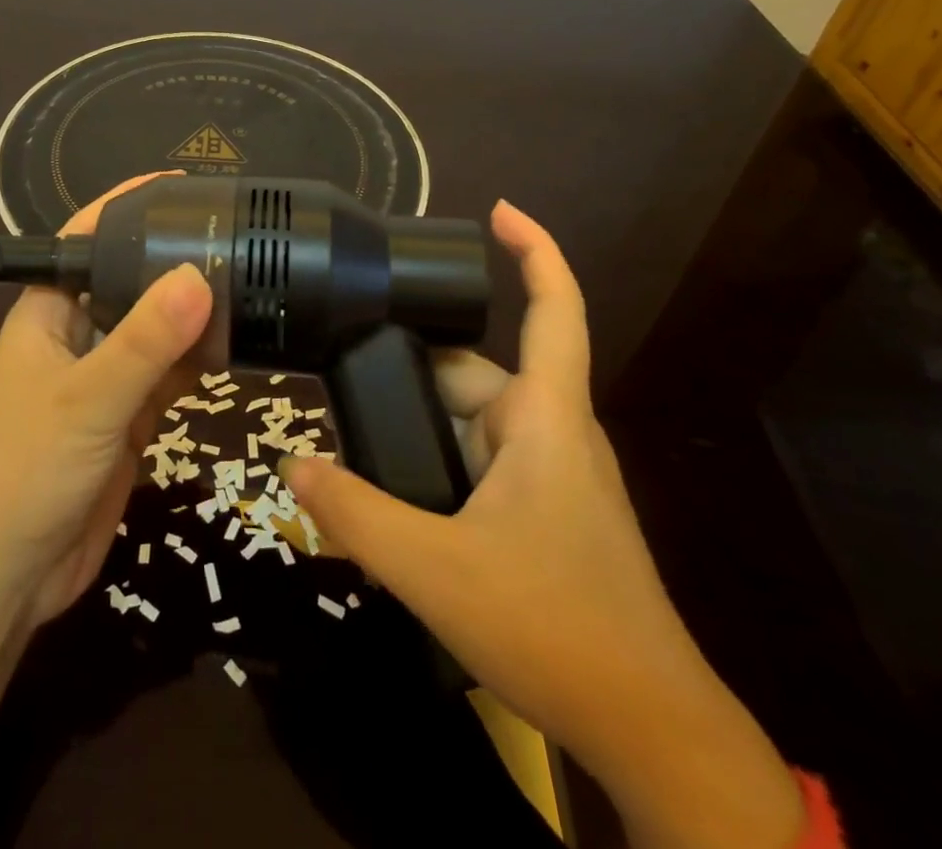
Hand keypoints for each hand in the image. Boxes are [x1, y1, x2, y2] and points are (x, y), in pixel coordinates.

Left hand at [0, 174, 212, 628]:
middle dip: (172, 259)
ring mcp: (103, 378)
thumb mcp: (88, 399)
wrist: (12, 578)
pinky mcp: (126, 416)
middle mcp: (76, 335)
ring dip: (190, 313)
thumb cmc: (28, 472)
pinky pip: (167, 373)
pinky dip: (196, 360)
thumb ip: (144, 342)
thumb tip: (199, 277)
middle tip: (233, 235)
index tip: (179, 188)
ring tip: (246, 281)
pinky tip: (234, 345)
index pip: (85, 239)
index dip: (125, 207)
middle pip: (128, 281)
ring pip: (153, 329)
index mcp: (48, 313)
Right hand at [282, 202, 803, 848]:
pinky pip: (483, 464)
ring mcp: (554, 476)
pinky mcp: (548, 514)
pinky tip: (399, 498)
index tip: (496, 211)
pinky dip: (440, 463)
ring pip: (475, 423)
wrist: (648, 729)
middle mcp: (552, 432)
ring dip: (423, 427)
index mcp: (545, 418)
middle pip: (477, 373)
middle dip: (414, 375)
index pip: (554, 309)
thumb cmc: (554, 627)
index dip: (534, 250)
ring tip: (358, 442)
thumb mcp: (435, 570)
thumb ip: (357, 515)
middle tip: (344, 382)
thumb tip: (293, 466)